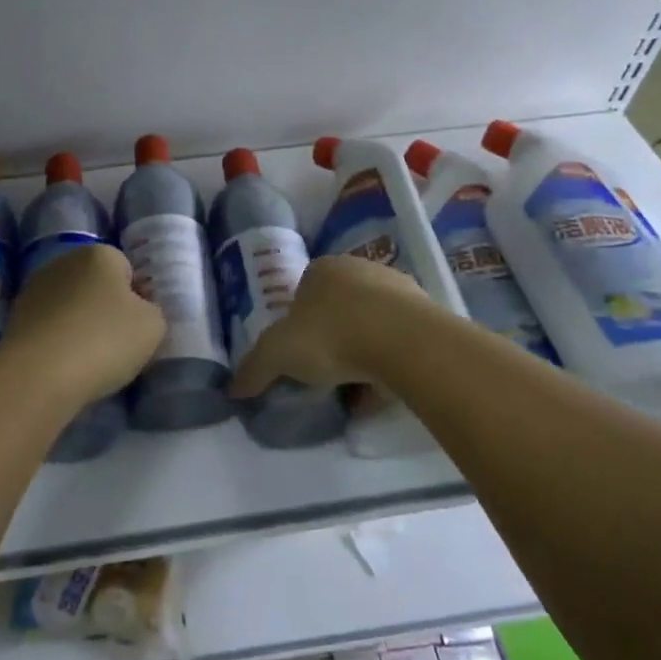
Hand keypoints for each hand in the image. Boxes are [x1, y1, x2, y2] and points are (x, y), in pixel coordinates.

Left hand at [3, 245, 165, 408]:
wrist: (38, 374)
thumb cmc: (104, 340)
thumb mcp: (153, 327)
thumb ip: (153, 312)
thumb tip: (138, 311)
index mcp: (99, 254)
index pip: (127, 269)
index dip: (136, 298)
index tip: (137, 327)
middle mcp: (64, 261)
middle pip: (95, 284)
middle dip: (105, 308)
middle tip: (116, 344)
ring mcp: (35, 288)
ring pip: (70, 305)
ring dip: (79, 324)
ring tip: (88, 360)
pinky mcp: (15, 317)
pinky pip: (49, 326)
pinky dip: (57, 340)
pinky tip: (63, 365)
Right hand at [230, 254, 426, 398]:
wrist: (405, 342)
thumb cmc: (332, 335)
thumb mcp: (278, 353)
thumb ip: (254, 369)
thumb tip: (232, 389)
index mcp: (323, 268)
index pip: (303, 292)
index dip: (297, 324)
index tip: (298, 355)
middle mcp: (361, 269)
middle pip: (339, 308)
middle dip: (332, 338)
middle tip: (325, 372)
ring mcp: (399, 289)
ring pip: (371, 325)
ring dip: (363, 352)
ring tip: (356, 388)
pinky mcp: (428, 315)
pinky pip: (399, 342)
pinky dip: (389, 364)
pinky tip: (383, 391)